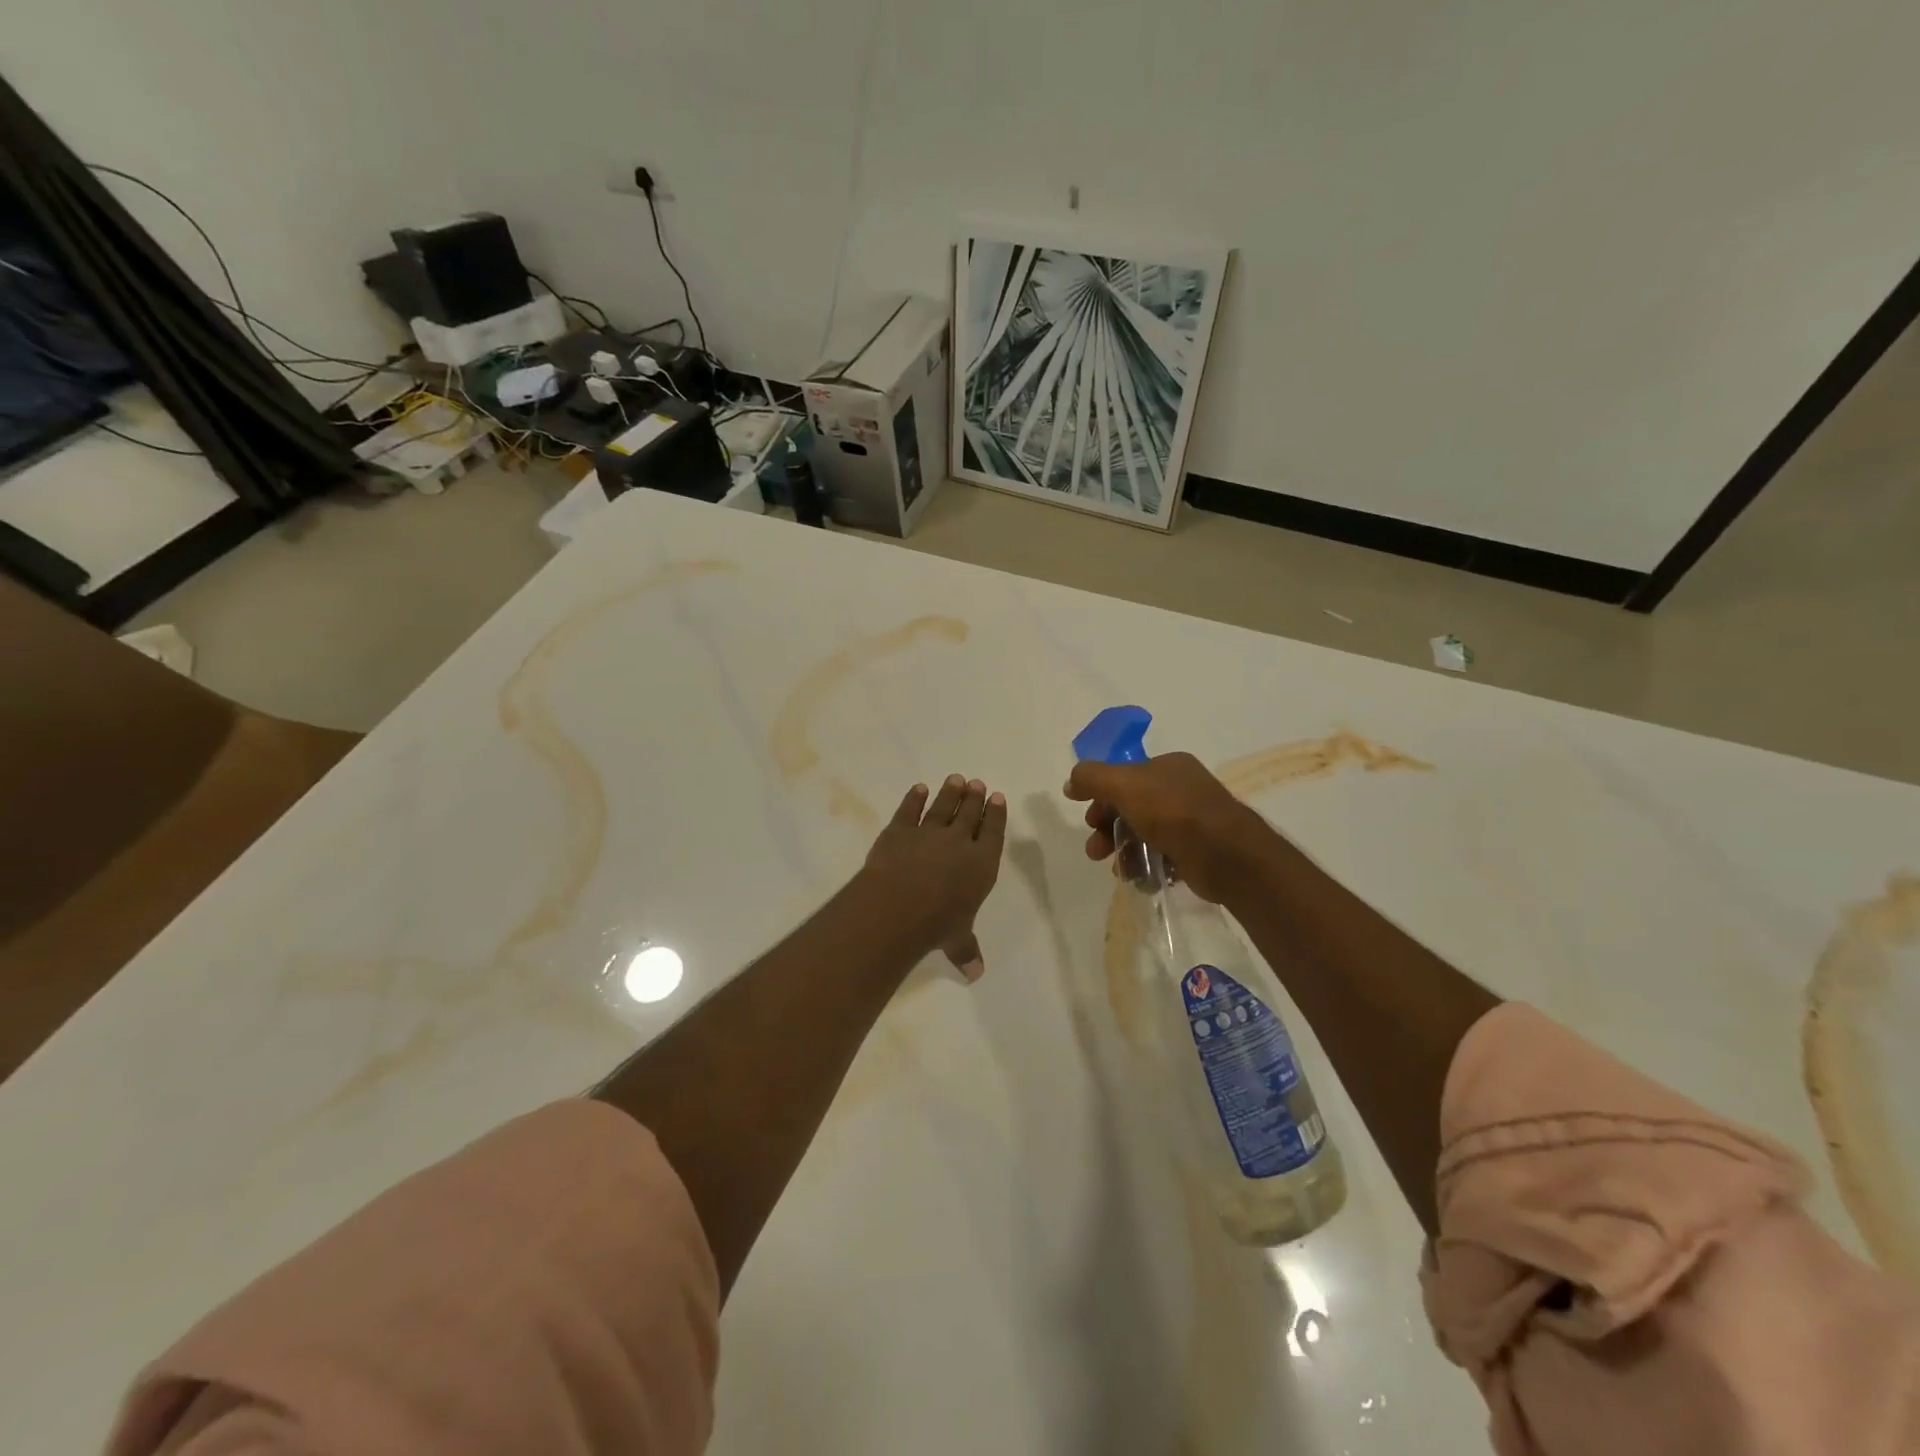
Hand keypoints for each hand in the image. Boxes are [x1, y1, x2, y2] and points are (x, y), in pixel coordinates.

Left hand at [859, 775, 1007, 981]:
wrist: (897, 906)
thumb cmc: (936, 924)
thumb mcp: (957, 941)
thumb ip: (966, 951)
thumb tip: (976, 974)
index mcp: (981, 864)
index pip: (993, 833)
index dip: (996, 815)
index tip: (997, 798)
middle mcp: (959, 842)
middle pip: (969, 814)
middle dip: (974, 798)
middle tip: (977, 783)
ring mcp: (928, 832)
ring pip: (942, 807)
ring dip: (950, 793)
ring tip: (956, 779)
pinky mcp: (899, 830)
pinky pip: (909, 810)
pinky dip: (914, 798)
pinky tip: (919, 789)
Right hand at [1064, 752, 1275, 903]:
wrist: (1227, 856)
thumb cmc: (1174, 813)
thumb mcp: (1124, 785)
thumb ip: (1092, 778)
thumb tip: (1071, 782)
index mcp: (1168, 766)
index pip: (1124, 777)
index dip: (1101, 796)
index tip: (1088, 819)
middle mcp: (1181, 790)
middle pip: (1131, 807)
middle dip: (1108, 829)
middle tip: (1095, 850)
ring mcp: (1192, 822)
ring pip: (1144, 835)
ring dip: (1124, 851)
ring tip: (1119, 870)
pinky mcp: (1197, 853)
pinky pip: (1163, 857)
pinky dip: (1147, 867)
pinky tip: (1140, 879)